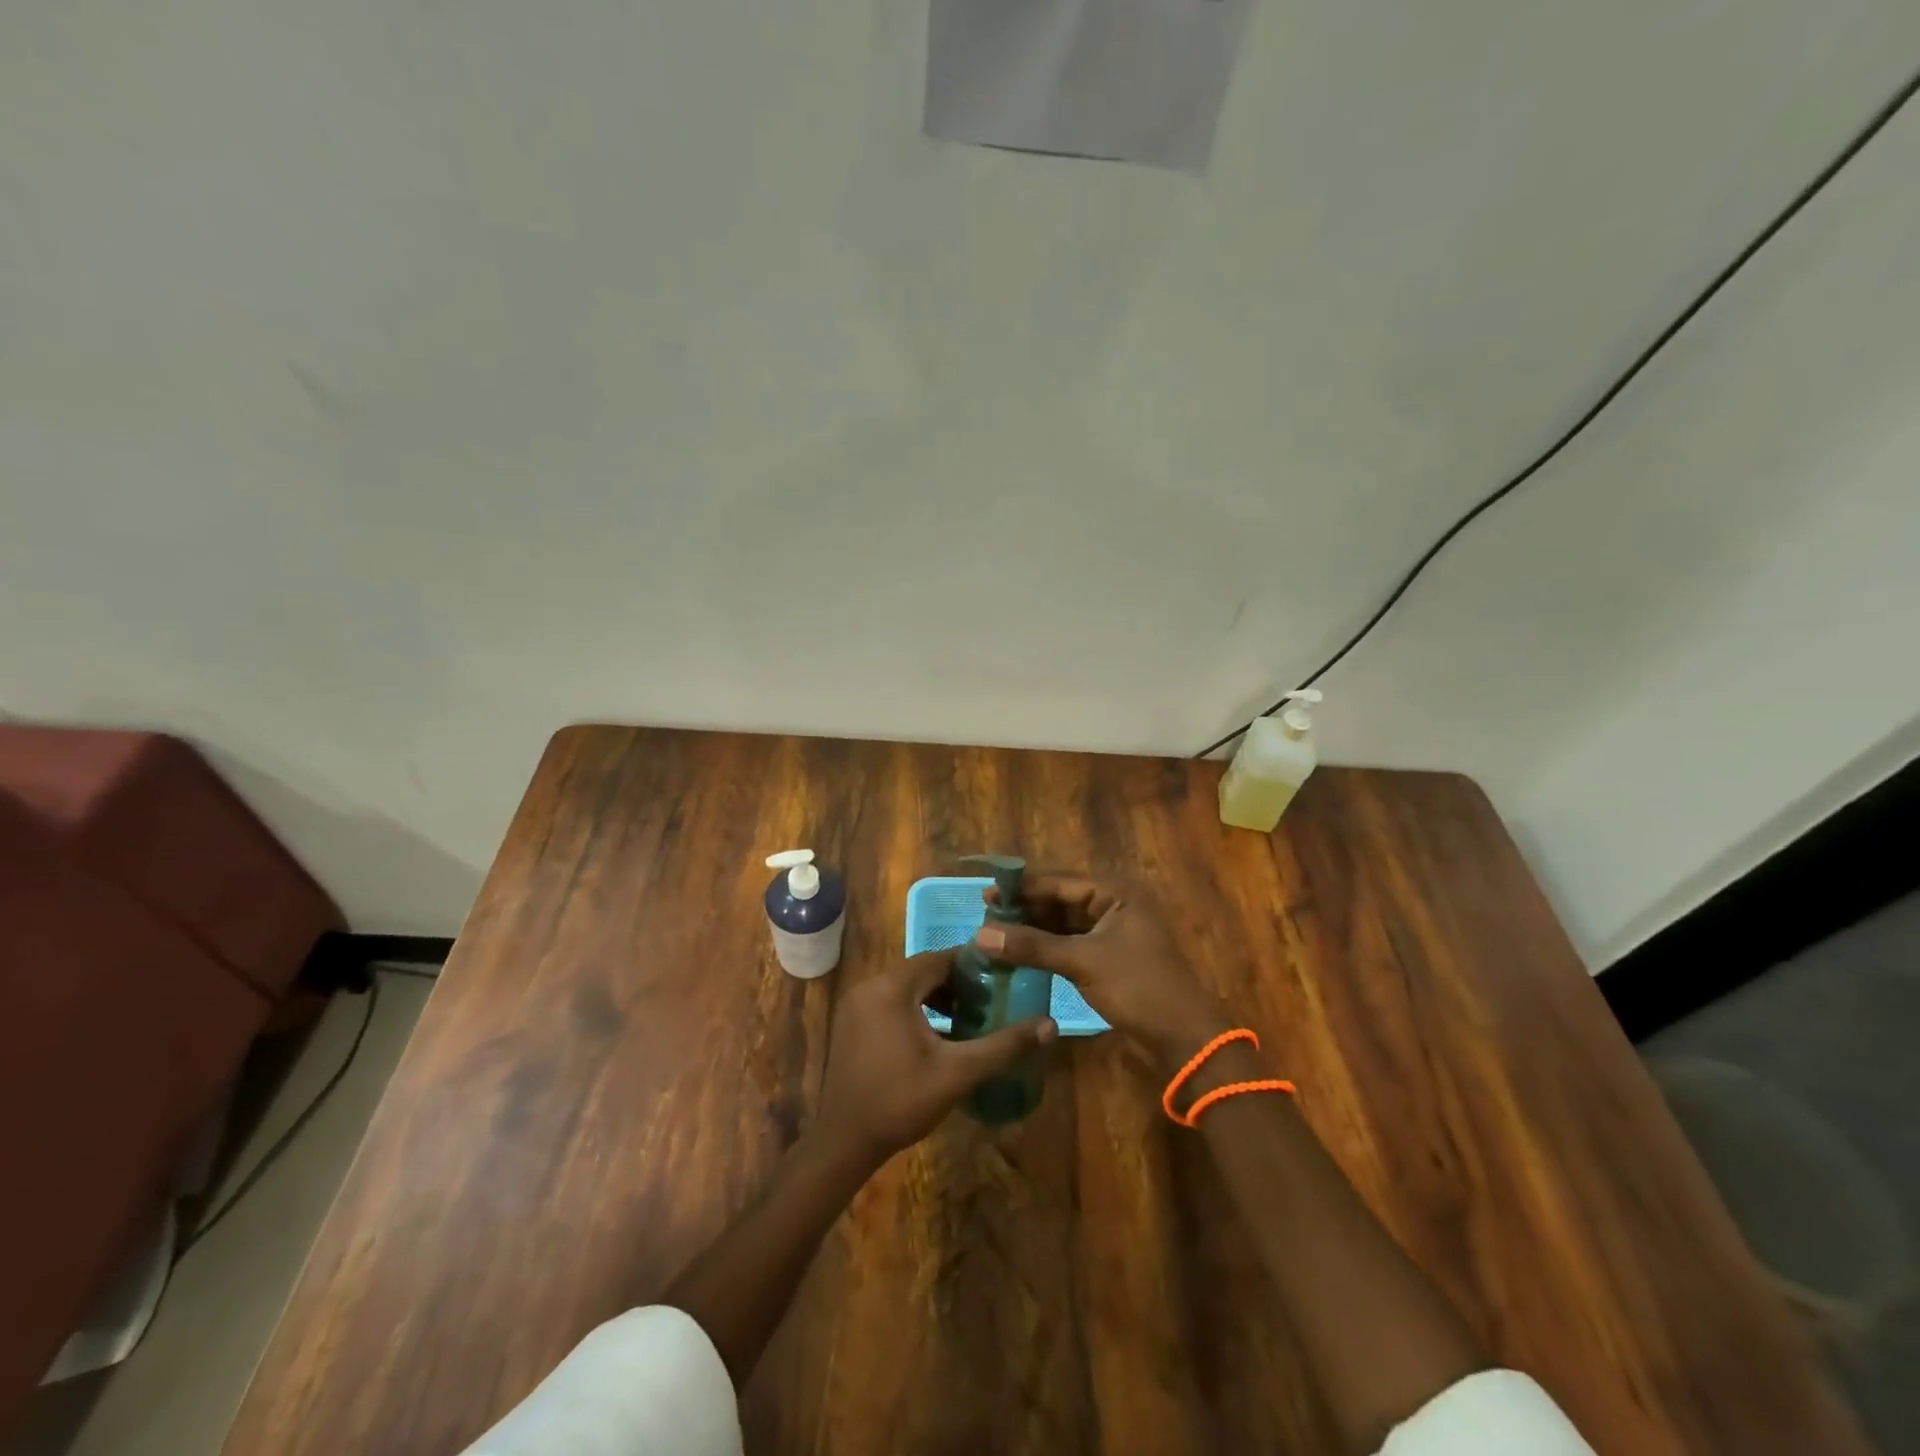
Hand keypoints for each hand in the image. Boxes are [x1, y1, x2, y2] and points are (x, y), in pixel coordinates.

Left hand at [811, 951, 1057, 1167]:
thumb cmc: (901, 1101)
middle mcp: (870, 985)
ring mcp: (857, 1004)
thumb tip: (1050, 1025)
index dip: (972, 966)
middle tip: (990, 999)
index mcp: (892, 987)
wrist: (844, 1141)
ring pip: (906, 987)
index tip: (1001, 977)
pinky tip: (937, 1034)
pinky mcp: (852, 1023)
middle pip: (922, 970)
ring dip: (936, 996)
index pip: (939, 958)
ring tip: (969, 1017)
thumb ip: (1003, 1046)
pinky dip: (915, 1009)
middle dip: (956, 983)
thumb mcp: (958, 1073)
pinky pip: (890, 1002)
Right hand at [976, 872, 1226, 1068]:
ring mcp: (1113, 930)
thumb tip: (980, 935)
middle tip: (986, 918)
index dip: (1022, 889)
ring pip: (1063, 922)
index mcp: (1115, 891)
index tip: (985, 896)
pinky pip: (1070, 942)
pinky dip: (1046, 947)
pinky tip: (1019, 953)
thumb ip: (1031, 946)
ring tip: (995, 935)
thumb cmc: (1138, 987)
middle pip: (1060, 900)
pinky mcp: (1108, 955)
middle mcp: (1114, 903)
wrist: (1182, 1037)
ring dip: (1033, 929)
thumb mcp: (1082, 962)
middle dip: (1025, 909)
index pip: (1059, 881)